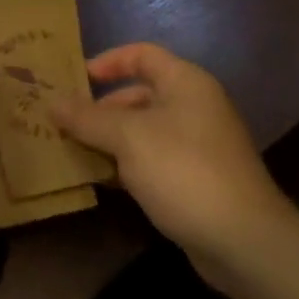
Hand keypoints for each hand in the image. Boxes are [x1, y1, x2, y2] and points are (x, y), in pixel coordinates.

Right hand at [50, 43, 295, 290]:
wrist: (246, 244)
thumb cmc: (184, 171)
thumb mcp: (127, 138)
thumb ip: (87, 118)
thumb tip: (52, 102)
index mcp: (185, 83)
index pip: (142, 54)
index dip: (108, 61)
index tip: (75, 78)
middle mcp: (194, 107)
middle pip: (139, 94)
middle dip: (101, 108)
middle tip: (66, 122)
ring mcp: (199, 146)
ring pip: (144, 131)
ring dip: (110, 140)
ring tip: (74, 152)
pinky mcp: (198, 182)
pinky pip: (153, 161)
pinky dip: (127, 166)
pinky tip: (102, 181)